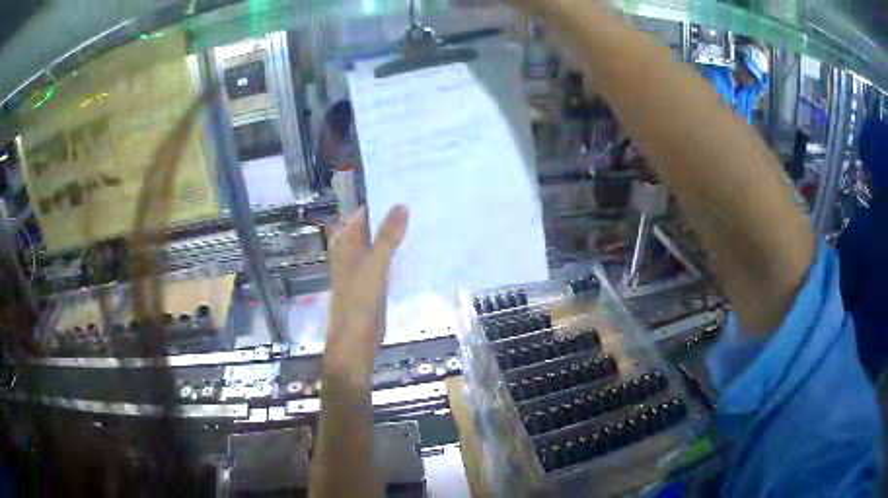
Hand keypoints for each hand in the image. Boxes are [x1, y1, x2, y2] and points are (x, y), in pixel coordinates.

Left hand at [324, 205, 408, 385]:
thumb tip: (402, 204)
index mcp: (345, 242)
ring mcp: (363, 267)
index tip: (410, 189)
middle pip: (374, 227)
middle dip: (395, 217)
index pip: (365, 212)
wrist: (355, 341)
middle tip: (425, 202)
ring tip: (427, 220)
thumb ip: (388, 236)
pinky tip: (420, 248)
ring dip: (399, 236)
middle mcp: (352, 250)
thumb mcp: (375, 265)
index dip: (385, 201)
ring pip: (382, 244)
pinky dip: (400, 253)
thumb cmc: (358, 301)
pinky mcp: (374, 282)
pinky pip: (388, 261)